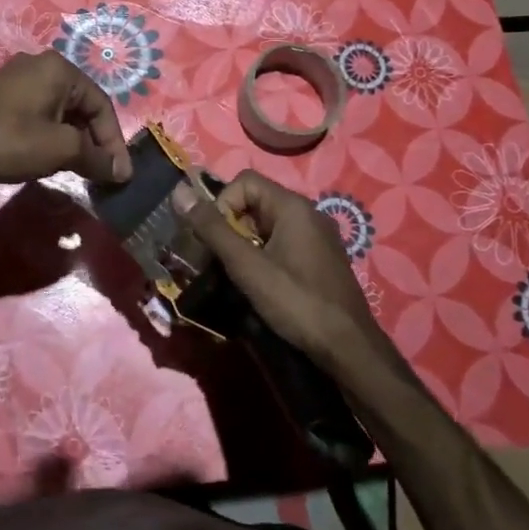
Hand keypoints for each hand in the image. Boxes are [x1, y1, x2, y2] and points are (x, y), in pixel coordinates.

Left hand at [0, 51, 133, 187]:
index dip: (114, 142)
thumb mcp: (60, 150)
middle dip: (94, 141)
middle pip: (81, 106)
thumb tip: (121, 171)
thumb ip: (96, 158)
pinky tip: (47, 158)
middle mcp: (39, 65)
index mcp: (59, 68)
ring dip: (73, 141)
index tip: (120, 175)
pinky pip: (37, 114)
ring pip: (59, 111)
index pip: (102, 104)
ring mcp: (16, 79)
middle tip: (100, 174)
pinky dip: (50, 136)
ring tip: (77, 170)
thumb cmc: (9, 140)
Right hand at [171, 171, 383, 367]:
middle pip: (255, 202)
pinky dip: (264, 256)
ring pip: (268, 226)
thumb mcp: (247, 266)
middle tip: (218, 260)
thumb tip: (179, 192)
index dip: (222, 204)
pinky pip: (283, 243)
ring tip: (235, 275)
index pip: (244, 181)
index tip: (214, 239)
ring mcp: (318, 237)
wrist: (349, 348)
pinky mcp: (321, 259)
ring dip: (245, 244)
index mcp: (292, 206)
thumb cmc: (296, 301)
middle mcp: (308, 213)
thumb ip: (213, 229)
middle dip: (230, 226)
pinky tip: (261, 285)